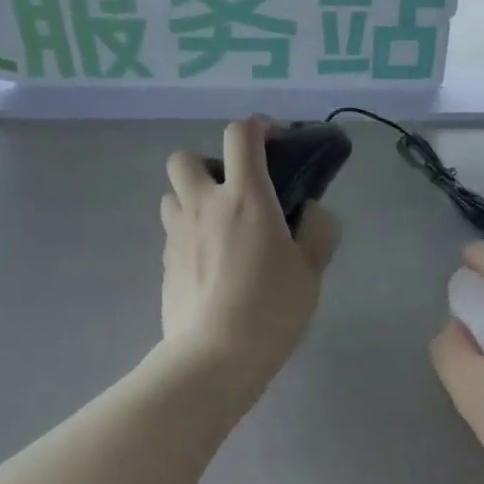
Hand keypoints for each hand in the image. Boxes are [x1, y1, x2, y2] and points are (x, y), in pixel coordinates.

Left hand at [160, 119, 340, 383]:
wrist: (215, 357)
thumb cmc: (271, 309)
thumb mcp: (312, 271)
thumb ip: (318, 231)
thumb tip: (311, 212)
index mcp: (245, 198)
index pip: (240, 135)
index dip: (257, 127)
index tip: (273, 142)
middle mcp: (204, 206)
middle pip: (184, 158)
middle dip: (207, 164)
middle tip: (233, 193)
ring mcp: (178, 235)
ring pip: (171, 194)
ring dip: (191, 199)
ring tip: (218, 227)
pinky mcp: (165, 264)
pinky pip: (173, 233)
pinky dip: (189, 235)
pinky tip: (210, 264)